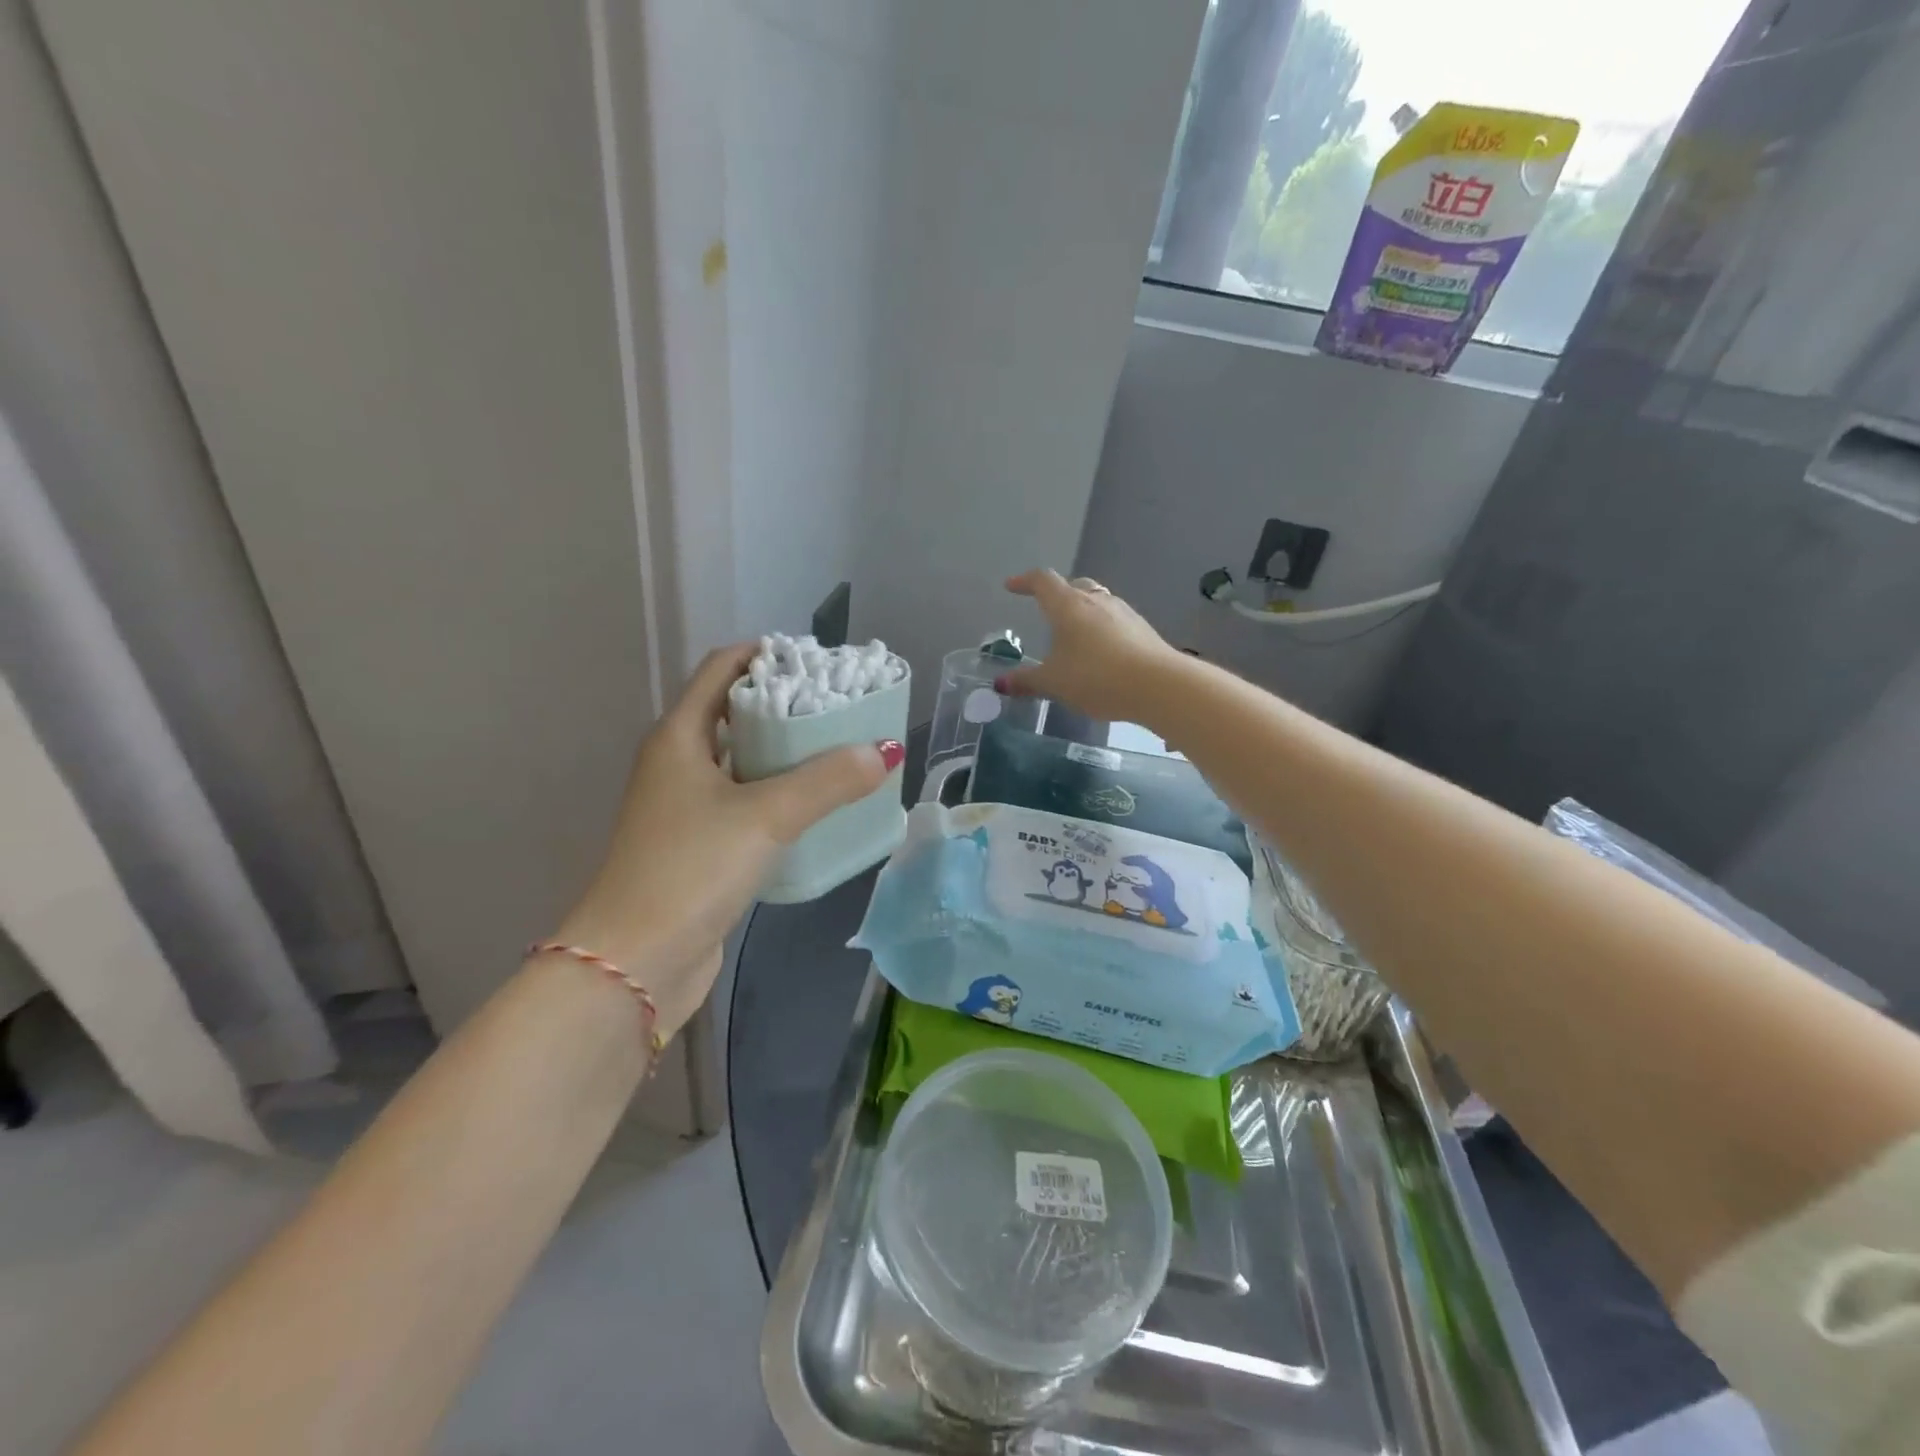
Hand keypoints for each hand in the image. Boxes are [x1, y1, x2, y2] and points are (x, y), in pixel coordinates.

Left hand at [551, 643, 899, 1041]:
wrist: (633, 962)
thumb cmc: (690, 870)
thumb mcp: (765, 816)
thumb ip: (827, 781)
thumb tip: (885, 750)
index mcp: (679, 736)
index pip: (723, 668)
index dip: (769, 655)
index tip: (821, 661)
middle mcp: (679, 763)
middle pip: (738, 712)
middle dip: (789, 704)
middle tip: (845, 705)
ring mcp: (687, 807)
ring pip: (745, 761)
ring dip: (789, 753)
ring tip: (844, 749)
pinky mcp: (702, 845)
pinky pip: (749, 802)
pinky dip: (783, 795)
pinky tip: (821, 804)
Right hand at [999, 569, 1181, 724]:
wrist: (1158, 685)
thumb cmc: (1096, 677)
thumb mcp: (1054, 683)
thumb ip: (1027, 681)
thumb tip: (1001, 683)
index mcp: (1068, 605)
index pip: (1042, 581)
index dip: (1025, 582)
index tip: (1012, 587)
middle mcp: (1096, 600)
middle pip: (1074, 586)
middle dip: (1057, 594)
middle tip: (1046, 609)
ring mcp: (1123, 612)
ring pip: (1097, 602)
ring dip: (1082, 612)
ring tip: (1073, 634)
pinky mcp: (1143, 629)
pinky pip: (1114, 621)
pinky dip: (1102, 629)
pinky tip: (1101, 652)